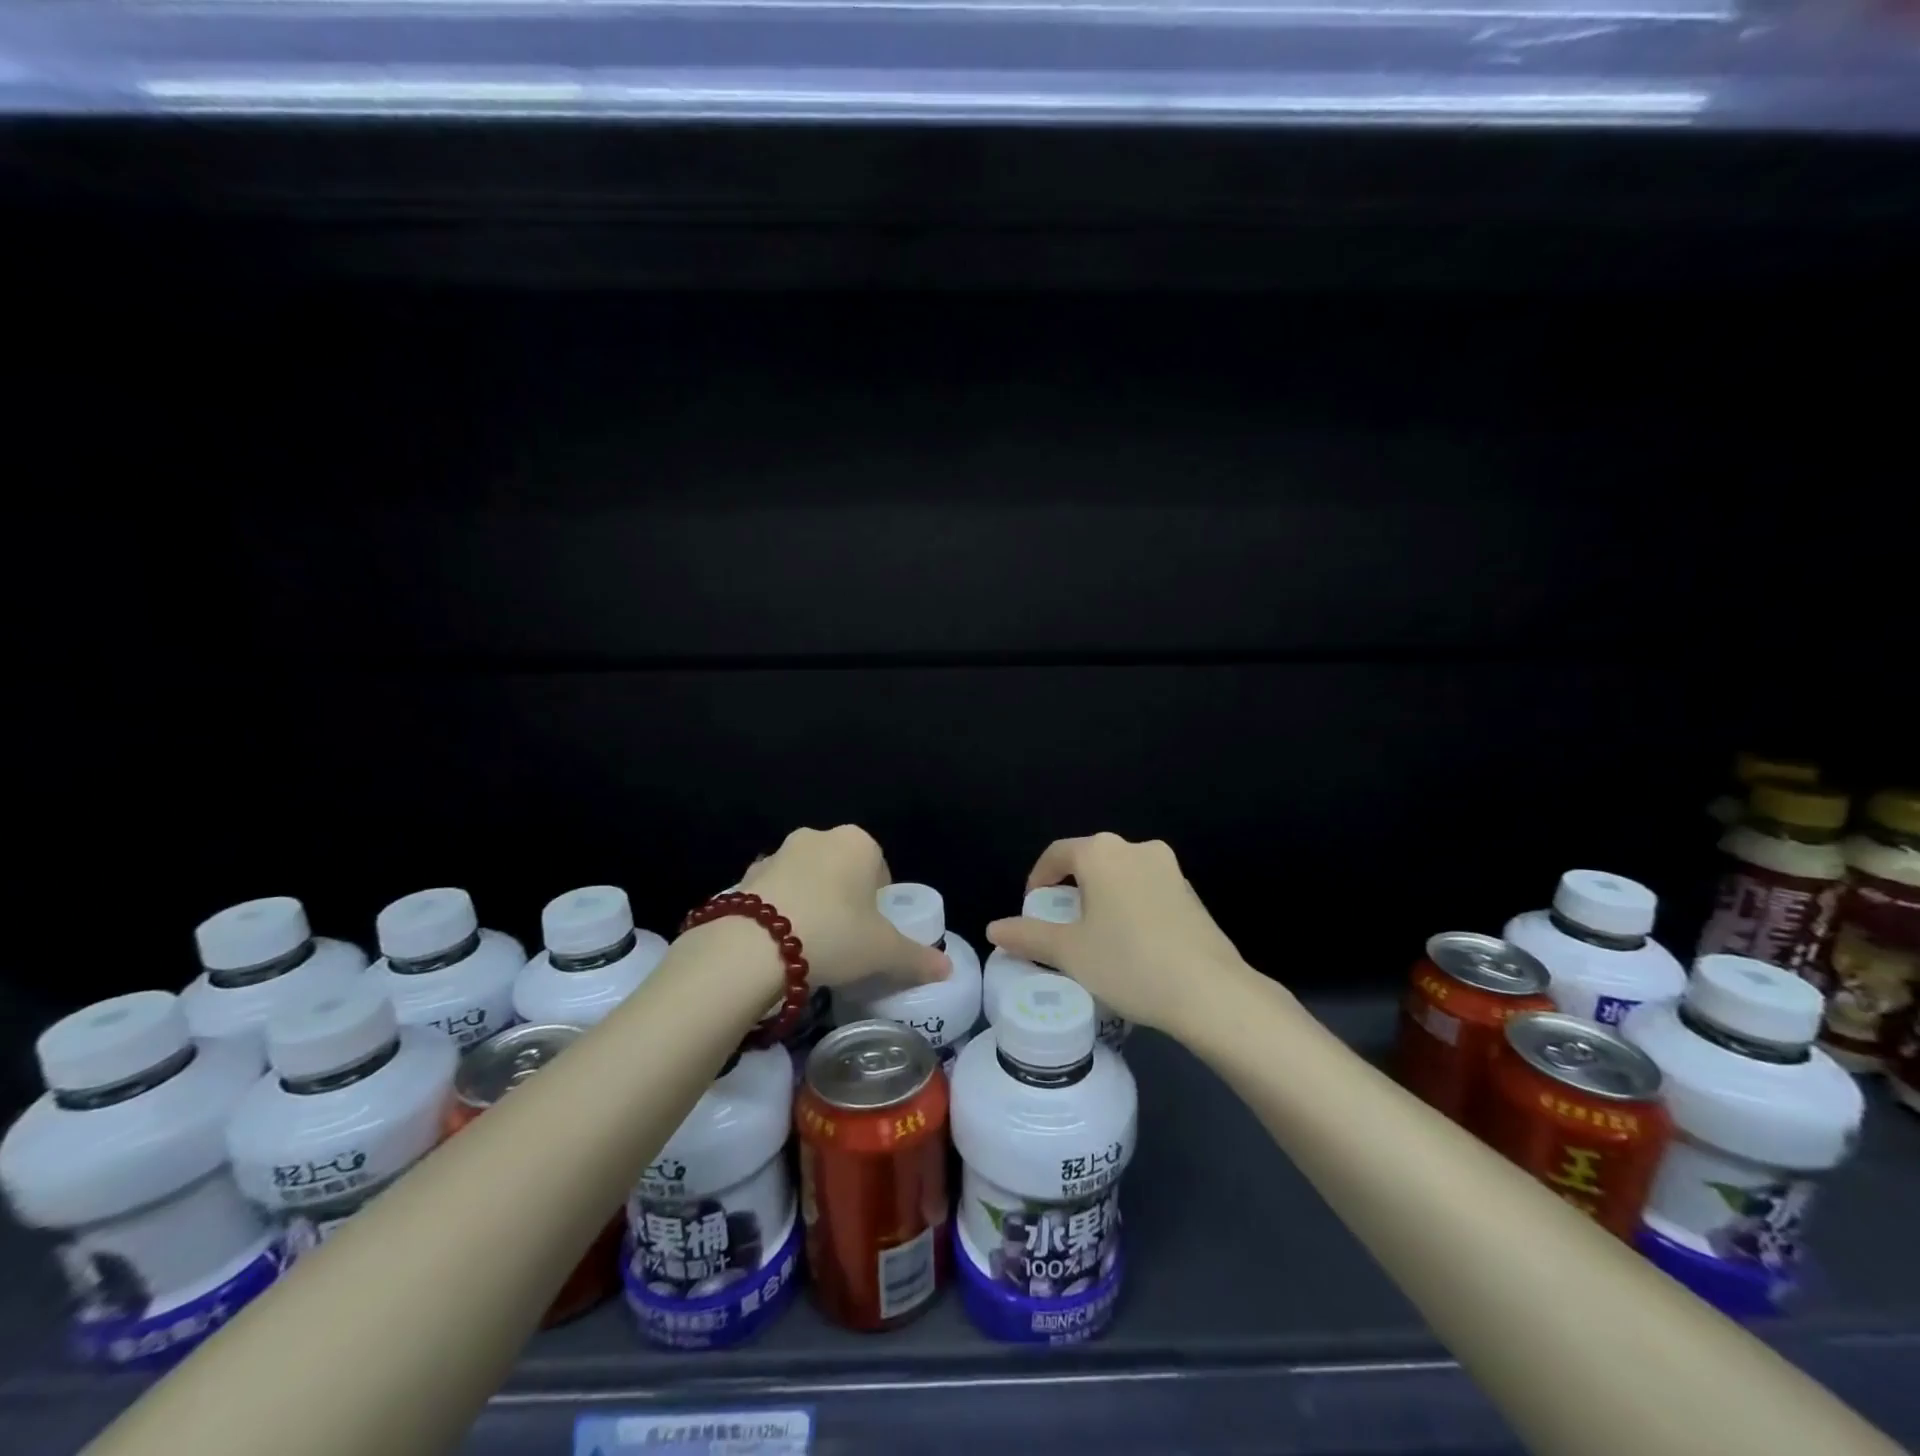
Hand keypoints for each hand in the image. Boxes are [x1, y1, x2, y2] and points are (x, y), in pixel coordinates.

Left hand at [735, 826, 950, 990]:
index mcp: (858, 842)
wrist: (754, 945)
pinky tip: (778, 944)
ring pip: (806, 878)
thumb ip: (917, 958)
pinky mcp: (747, 876)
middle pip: (842, 869)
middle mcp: (818, 837)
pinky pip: (773, 892)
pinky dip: (779, 911)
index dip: (880, 901)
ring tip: (810, 944)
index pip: (880, 868)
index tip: (873, 932)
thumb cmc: (835, 934)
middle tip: (845, 939)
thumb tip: (948, 970)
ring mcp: (778, 853)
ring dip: (811, 901)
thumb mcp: (884, 952)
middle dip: (845, 898)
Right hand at [986, 833, 1253, 1035]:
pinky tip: (1131, 944)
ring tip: (1094, 938)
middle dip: (1070, 890)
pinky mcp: (1190, 892)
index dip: (1038, 879)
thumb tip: (994, 929)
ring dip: (1101, 898)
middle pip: (1090, 861)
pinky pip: (1146, 890)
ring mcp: (1168, 868)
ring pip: (1120, 875)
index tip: (1031, 910)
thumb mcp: (1069, 953)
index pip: (1057, 853)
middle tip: (1060, 927)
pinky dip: (1129, 907)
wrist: (1210, 992)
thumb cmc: (1128, 963)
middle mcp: (1135, 848)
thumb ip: (1028, 936)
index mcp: (1101, 853)